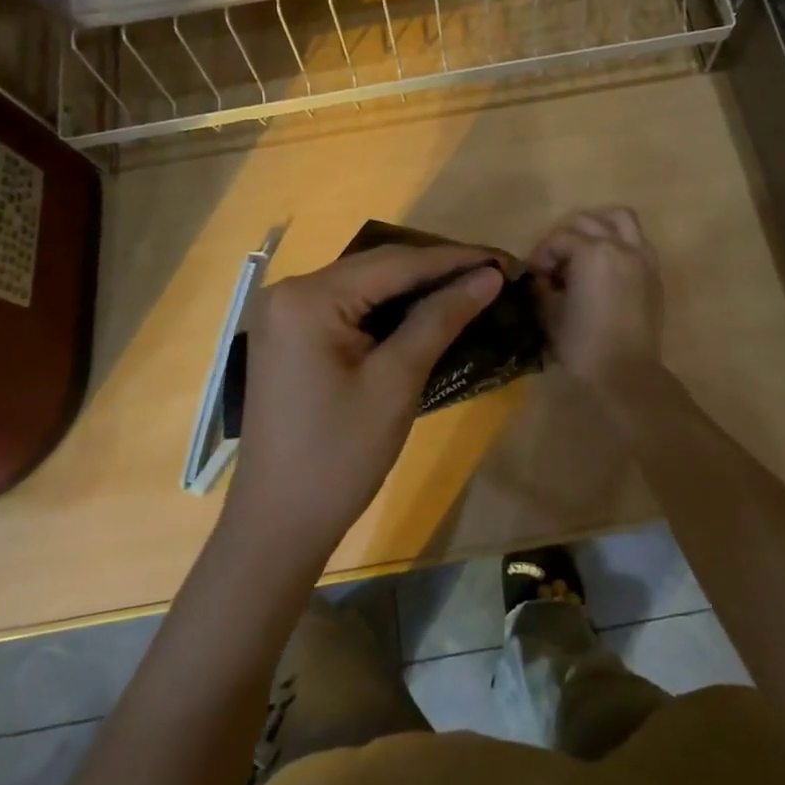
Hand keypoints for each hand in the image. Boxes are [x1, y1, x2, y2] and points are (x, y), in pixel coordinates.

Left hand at [229, 244, 502, 557]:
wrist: (279, 525)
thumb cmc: (340, 456)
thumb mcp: (396, 382)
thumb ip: (440, 318)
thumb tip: (487, 277)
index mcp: (309, 297)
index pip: (395, 262)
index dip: (455, 259)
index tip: (505, 260)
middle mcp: (290, 290)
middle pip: (378, 267)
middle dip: (437, 269)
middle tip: (493, 273)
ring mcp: (286, 313)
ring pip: (365, 285)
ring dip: (415, 287)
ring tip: (471, 286)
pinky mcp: (291, 335)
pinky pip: (349, 307)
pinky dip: (388, 308)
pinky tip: (426, 310)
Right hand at [528, 207, 664, 394]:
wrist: (626, 373)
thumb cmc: (582, 344)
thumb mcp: (549, 313)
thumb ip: (541, 286)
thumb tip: (540, 278)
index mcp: (591, 252)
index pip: (558, 238)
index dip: (540, 255)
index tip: (534, 276)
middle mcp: (619, 245)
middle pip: (586, 222)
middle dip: (565, 238)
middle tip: (555, 265)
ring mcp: (641, 257)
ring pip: (620, 219)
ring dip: (598, 227)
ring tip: (585, 251)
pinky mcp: (654, 272)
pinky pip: (638, 241)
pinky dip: (621, 242)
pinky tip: (608, 265)